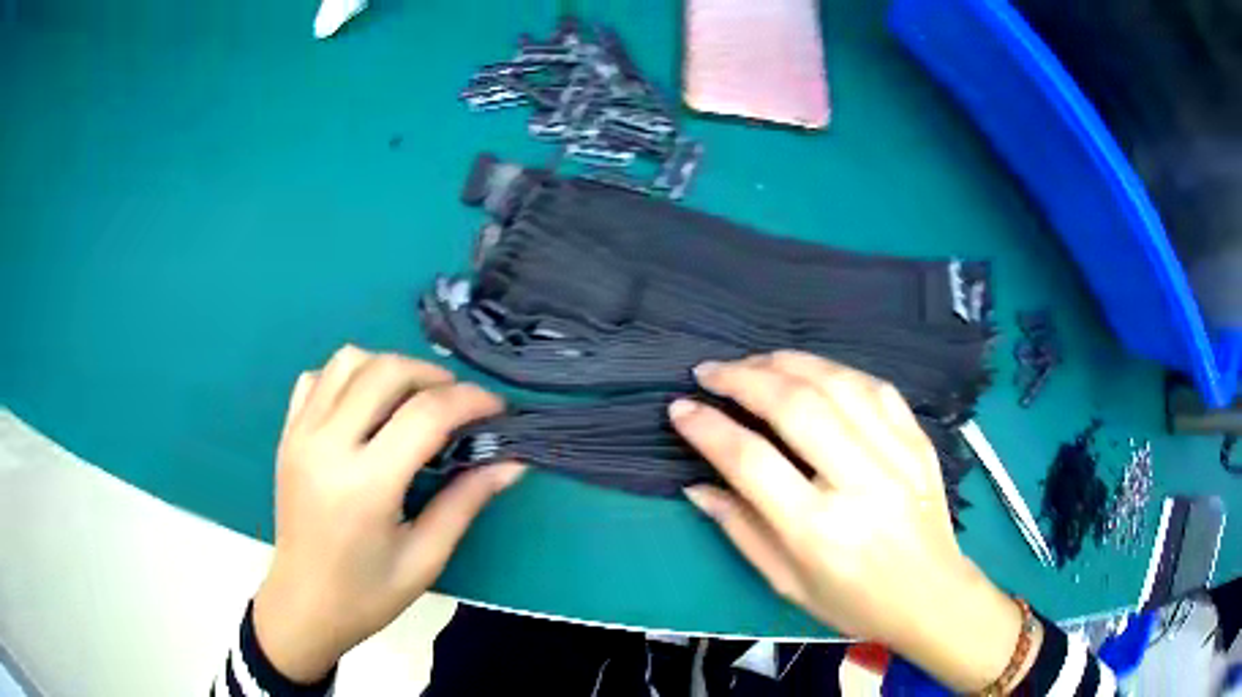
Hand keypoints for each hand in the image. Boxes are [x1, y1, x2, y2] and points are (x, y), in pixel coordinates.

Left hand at [253, 346, 524, 682]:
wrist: (302, 605)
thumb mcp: (425, 558)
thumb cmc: (367, 595)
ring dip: (390, 369)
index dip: (470, 401)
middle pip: (386, 371)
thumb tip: (512, 462)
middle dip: (433, 376)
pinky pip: (318, 378)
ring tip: (413, 400)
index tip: (497, 410)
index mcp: (365, 485)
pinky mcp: (288, 434)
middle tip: (458, 404)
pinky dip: (350, 378)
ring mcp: (301, 434)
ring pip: (349, 361)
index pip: (425, 414)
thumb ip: (466, 502)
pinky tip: (367, 409)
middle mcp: (327, 445)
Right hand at [671, 351, 1035, 692]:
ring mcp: (896, 456)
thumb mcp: (786, 583)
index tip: (681, 408)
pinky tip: (813, 372)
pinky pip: (876, 387)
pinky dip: (837, 371)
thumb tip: (698, 485)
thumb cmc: (853, 602)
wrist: (931, 596)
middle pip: (795, 408)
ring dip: (787, 363)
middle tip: (710, 372)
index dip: (709, 428)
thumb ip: (741, 529)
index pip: (752, 462)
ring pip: (837, 384)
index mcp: (818, 531)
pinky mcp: (918, 441)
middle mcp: (859, 484)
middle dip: (743, 378)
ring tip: (755, 361)